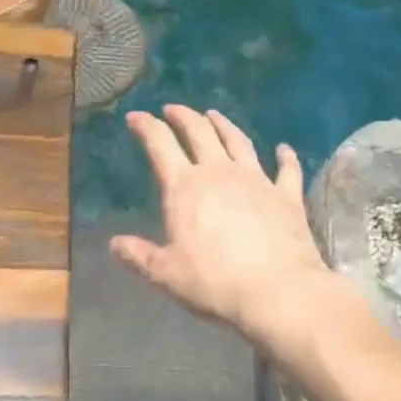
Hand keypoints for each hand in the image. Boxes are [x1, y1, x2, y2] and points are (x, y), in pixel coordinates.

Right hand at [113, 106, 342, 350]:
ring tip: (214, 114)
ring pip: (237, 141)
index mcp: (185, 186)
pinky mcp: (286, 195)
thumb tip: (114, 244)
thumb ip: (139, 256)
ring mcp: (257, 179)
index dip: (146, 126)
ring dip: (224, 125)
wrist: (279, 291)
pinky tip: (284, 148)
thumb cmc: (215, 283)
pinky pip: (286, 169)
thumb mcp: (167, 274)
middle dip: (183, 116)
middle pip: (199, 132)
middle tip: (172, 109)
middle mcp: (219, 172)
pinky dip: (285, 156)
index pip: (160, 144)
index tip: (135, 116)